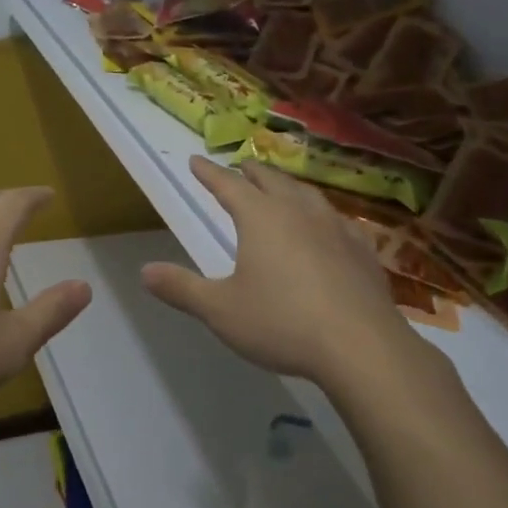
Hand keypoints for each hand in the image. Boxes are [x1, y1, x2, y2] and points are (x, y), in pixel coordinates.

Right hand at [141, 157, 417, 388]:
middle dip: (251, 173)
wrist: (361, 346)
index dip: (209, 173)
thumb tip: (145, 272)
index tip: (196, 161)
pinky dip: (323, 215)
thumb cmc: (282, 323)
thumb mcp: (221, 311)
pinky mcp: (362, 251)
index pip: (228, 185)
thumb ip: (182, 288)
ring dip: (288, 186)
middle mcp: (298, 212)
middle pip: (271, 181)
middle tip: (241, 167)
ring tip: (282, 188)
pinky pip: (338, 220)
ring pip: (307, 194)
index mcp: (261, 218)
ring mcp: (336, 228)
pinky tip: (329, 227)